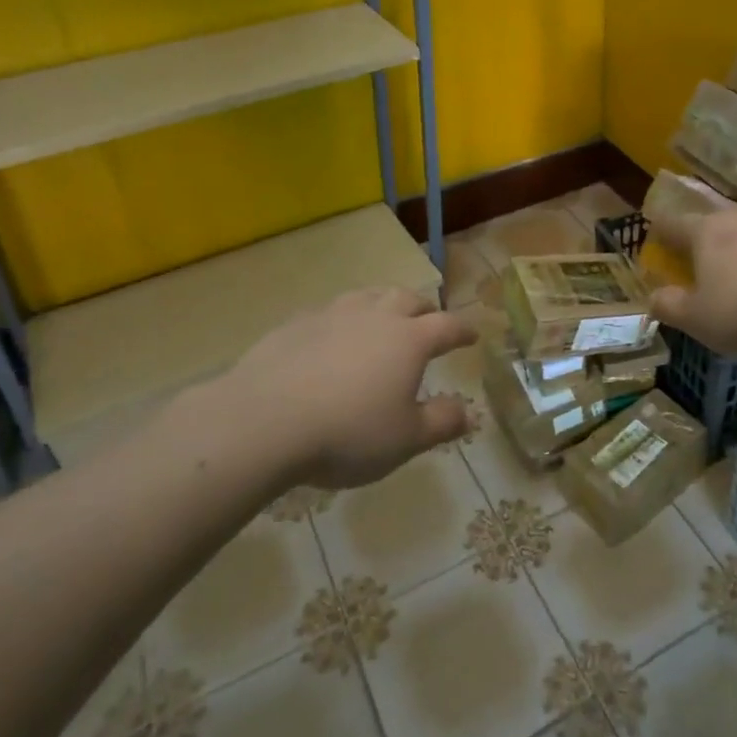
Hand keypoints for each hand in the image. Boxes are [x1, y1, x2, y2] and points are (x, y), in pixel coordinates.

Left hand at [181, 287, 476, 492]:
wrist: (264, 421)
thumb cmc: (347, 433)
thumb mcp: (405, 440)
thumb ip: (441, 422)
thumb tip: (469, 411)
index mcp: (409, 341)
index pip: (447, 326)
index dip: (463, 330)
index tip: (472, 335)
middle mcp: (375, 317)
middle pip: (407, 298)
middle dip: (424, 308)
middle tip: (429, 319)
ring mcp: (332, 315)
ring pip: (367, 296)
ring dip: (382, 303)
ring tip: (383, 317)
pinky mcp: (295, 324)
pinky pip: (328, 311)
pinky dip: (342, 319)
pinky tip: (332, 336)